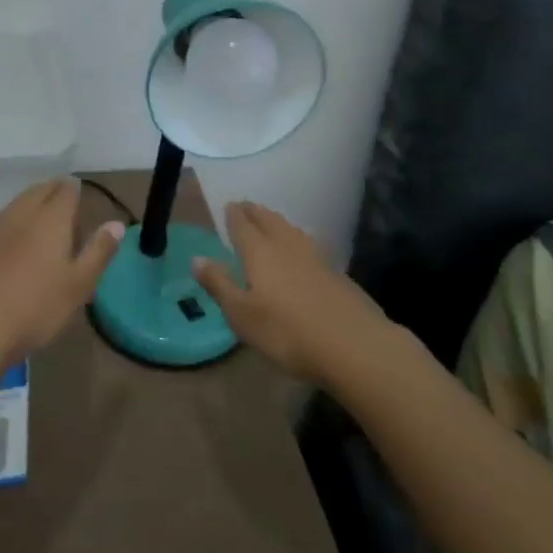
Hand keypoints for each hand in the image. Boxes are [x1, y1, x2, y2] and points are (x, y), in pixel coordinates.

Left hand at [0, 180, 122, 367]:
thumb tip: (116, 224)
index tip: (80, 192)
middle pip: (39, 191)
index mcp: (50, 219)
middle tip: (64, 197)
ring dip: (31, 202)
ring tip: (41, 212)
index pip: (65, 191)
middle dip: (53, 190)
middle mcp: (22, 216)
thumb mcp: (79, 285)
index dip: (74, 189)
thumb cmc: (36, 306)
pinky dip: (14, 223)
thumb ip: (98, 252)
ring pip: (17, 205)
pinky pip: (1, 225)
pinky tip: (15, 241)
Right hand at [192, 201, 389, 385]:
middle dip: (255, 212)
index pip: (243, 224)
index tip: (229, 205)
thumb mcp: (242, 315)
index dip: (234, 215)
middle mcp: (286, 245)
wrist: (355, 346)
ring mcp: (316, 257)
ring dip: (277, 222)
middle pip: (268, 220)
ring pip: (291, 230)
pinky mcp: (337, 273)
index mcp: (259, 251)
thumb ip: (220, 284)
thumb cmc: (288, 332)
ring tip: (270, 222)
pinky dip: (297, 240)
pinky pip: (309, 245)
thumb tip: (197, 258)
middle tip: (246, 207)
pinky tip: (301, 251)